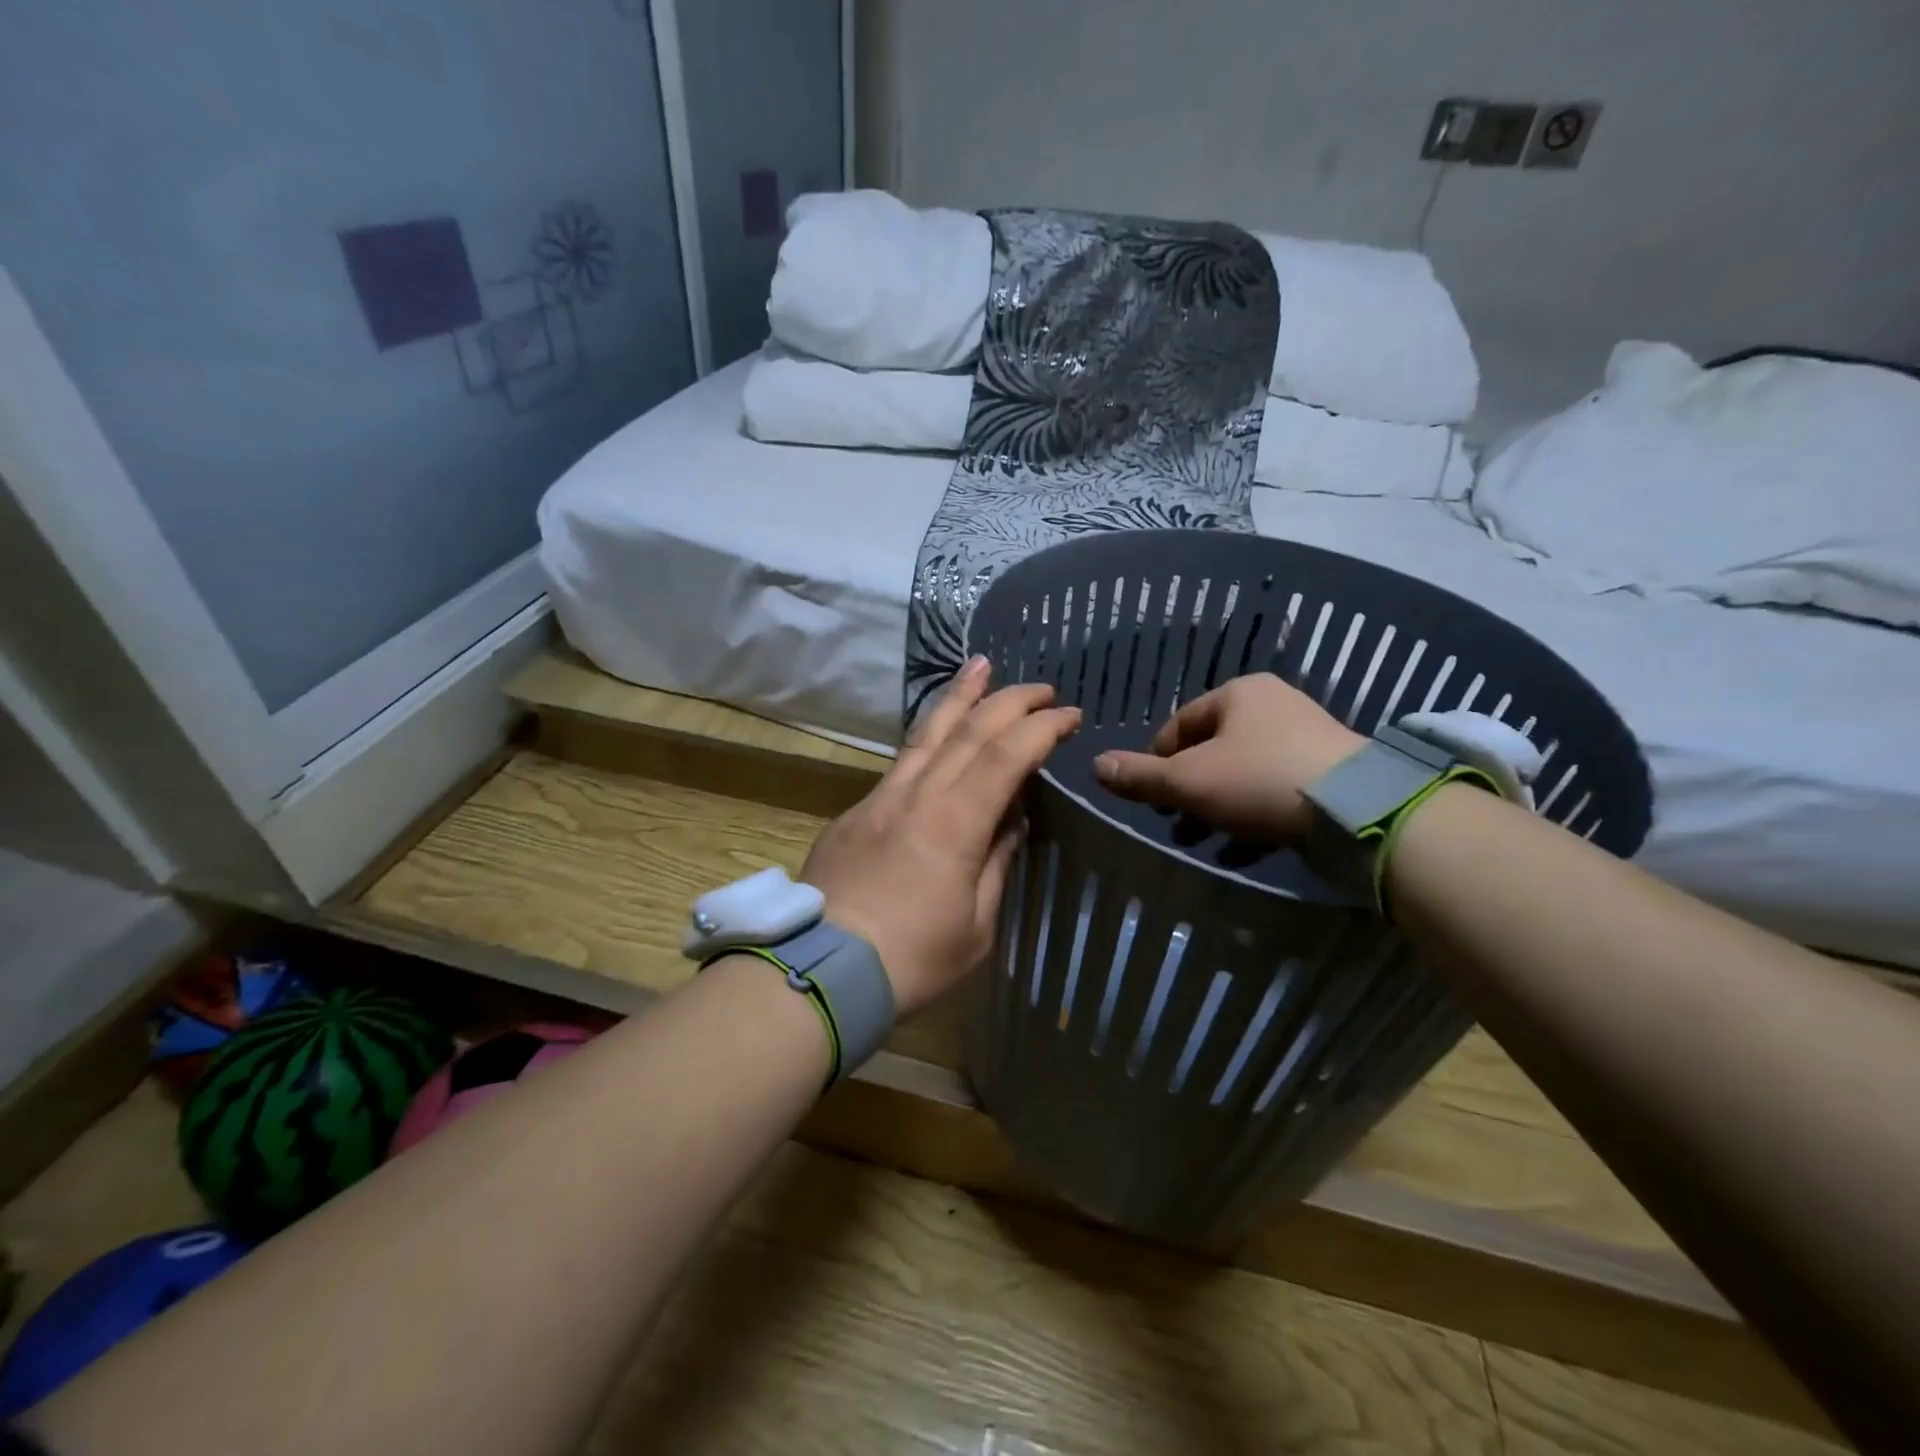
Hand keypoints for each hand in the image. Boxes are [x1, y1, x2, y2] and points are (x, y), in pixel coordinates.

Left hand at [801, 658, 1081, 1018]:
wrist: (820, 972)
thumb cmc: (911, 960)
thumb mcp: (976, 926)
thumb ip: (996, 865)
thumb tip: (1010, 822)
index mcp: (955, 824)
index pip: (1006, 756)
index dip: (1042, 729)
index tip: (1069, 716)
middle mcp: (917, 796)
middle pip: (968, 730)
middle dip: (1010, 701)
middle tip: (1041, 689)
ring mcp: (880, 798)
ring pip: (925, 732)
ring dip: (958, 696)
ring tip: (979, 665)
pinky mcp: (854, 811)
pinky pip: (900, 761)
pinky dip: (927, 736)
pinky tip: (936, 733)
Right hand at [1092, 673, 1363, 842]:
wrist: (1354, 810)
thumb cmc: (1257, 780)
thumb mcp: (1187, 781)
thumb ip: (1140, 776)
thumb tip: (1096, 766)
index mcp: (1238, 694)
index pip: (1179, 724)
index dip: (1156, 761)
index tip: (1150, 797)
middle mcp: (1273, 707)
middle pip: (1211, 752)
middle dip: (1187, 792)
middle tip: (1175, 824)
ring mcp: (1305, 740)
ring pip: (1242, 776)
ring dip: (1216, 809)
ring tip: (1201, 842)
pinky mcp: (1327, 775)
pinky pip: (1275, 794)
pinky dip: (1252, 819)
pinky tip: (1239, 852)